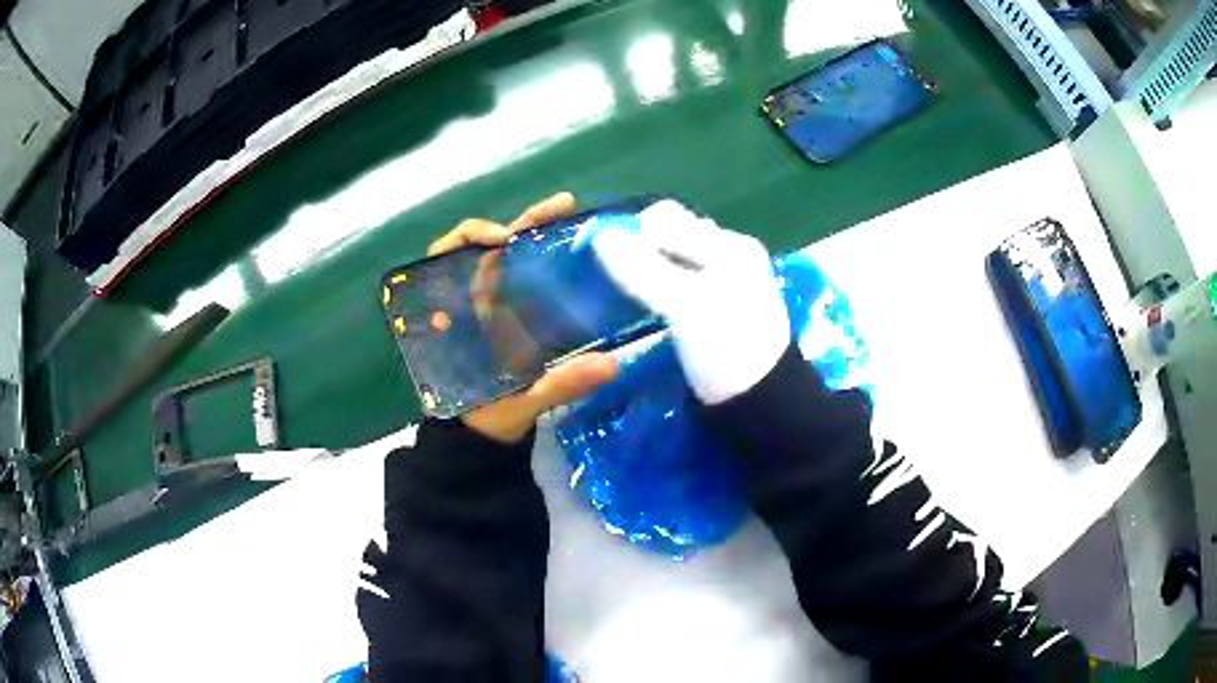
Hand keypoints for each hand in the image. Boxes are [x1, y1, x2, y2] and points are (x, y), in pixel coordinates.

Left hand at [428, 193, 619, 442]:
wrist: (484, 439)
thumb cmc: (487, 418)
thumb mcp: (521, 402)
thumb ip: (561, 384)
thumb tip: (611, 365)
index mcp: (458, 318)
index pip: (447, 259)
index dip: (471, 238)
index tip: (505, 237)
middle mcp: (471, 303)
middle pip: (485, 247)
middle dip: (520, 223)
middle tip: (561, 207)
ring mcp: (493, 307)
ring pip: (506, 256)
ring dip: (533, 232)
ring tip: (568, 216)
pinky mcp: (512, 316)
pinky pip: (522, 277)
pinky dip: (542, 257)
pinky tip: (571, 249)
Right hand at [591, 200, 789, 403]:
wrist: (762, 403)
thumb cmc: (728, 348)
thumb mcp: (685, 306)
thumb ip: (643, 269)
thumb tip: (599, 235)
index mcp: (730, 245)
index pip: (667, 219)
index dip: (631, 231)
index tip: (601, 257)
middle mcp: (729, 255)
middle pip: (672, 236)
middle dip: (639, 247)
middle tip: (614, 275)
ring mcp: (724, 281)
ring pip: (673, 260)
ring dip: (646, 266)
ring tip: (625, 288)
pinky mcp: (714, 307)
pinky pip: (678, 281)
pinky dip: (657, 284)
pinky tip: (645, 301)